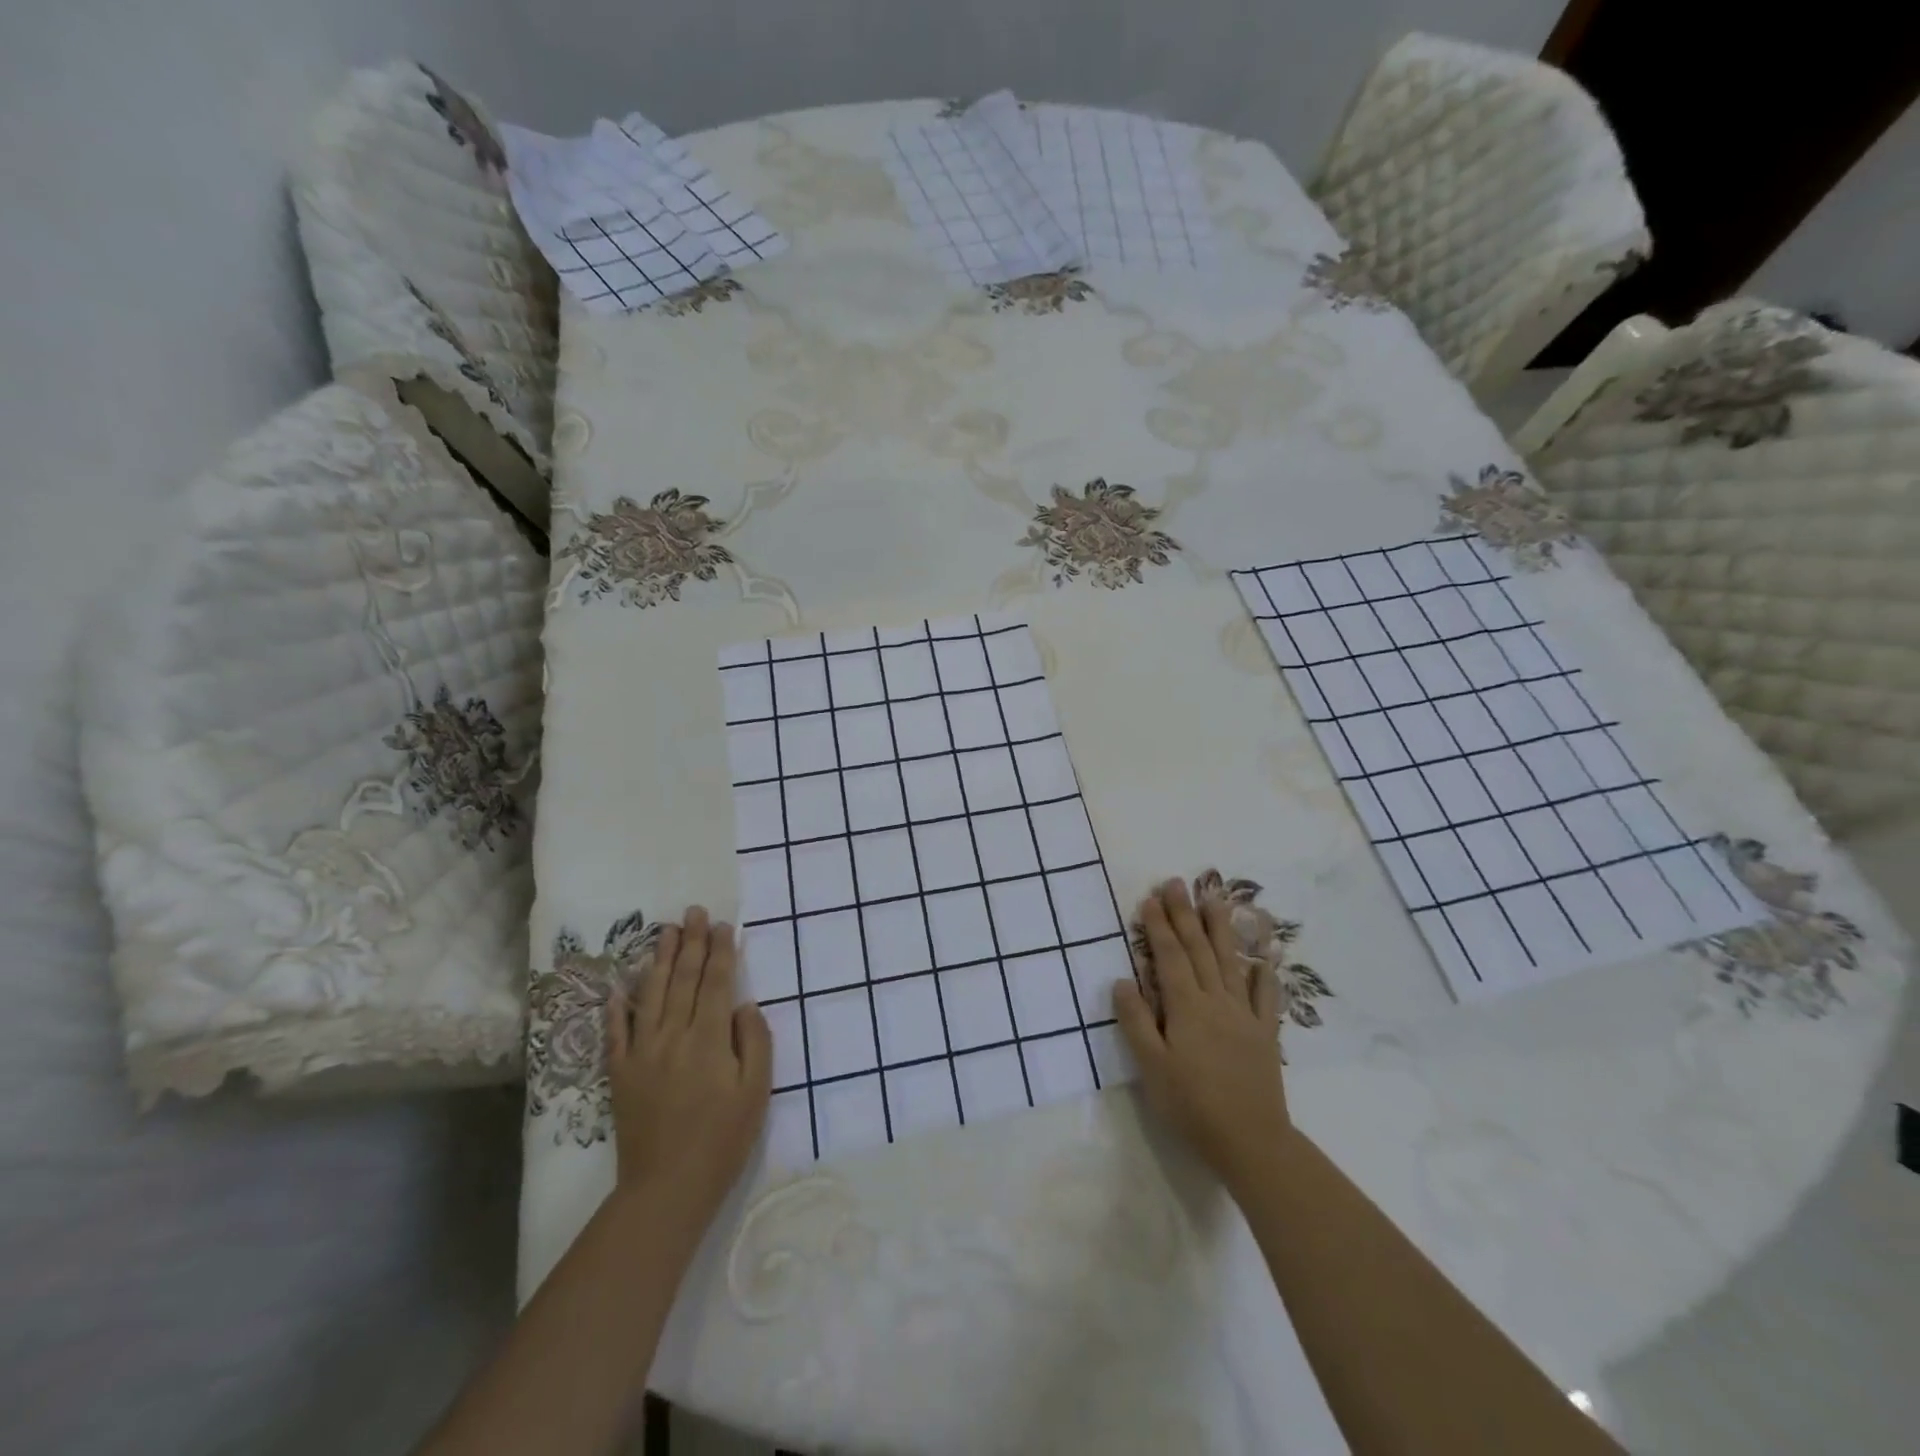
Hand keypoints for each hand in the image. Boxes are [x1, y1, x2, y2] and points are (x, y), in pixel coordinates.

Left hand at [606, 907, 771, 1222]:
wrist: (666, 1188)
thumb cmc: (722, 1139)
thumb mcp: (756, 1091)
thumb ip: (755, 1041)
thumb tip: (744, 1005)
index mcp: (709, 1038)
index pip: (717, 982)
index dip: (721, 951)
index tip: (723, 924)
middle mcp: (674, 1035)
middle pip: (684, 979)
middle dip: (692, 943)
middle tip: (693, 911)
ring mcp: (643, 1052)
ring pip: (652, 994)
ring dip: (661, 959)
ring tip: (666, 930)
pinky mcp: (620, 1073)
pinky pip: (617, 1031)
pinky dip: (618, 1006)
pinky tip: (620, 985)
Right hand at [1114, 878, 1292, 1190]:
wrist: (1251, 1140)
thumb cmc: (1192, 1105)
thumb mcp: (1151, 1067)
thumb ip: (1136, 1021)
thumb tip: (1122, 980)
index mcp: (1186, 1007)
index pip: (1169, 957)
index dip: (1158, 927)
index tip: (1150, 898)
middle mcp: (1216, 1001)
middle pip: (1198, 950)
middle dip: (1184, 915)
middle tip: (1176, 883)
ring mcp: (1244, 1014)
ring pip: (1230, 962)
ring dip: (1219, 928)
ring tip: (1213, 898)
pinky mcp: (1264, 1033)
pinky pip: (1265, 995)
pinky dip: (1263, 972)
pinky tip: (1264, 955)